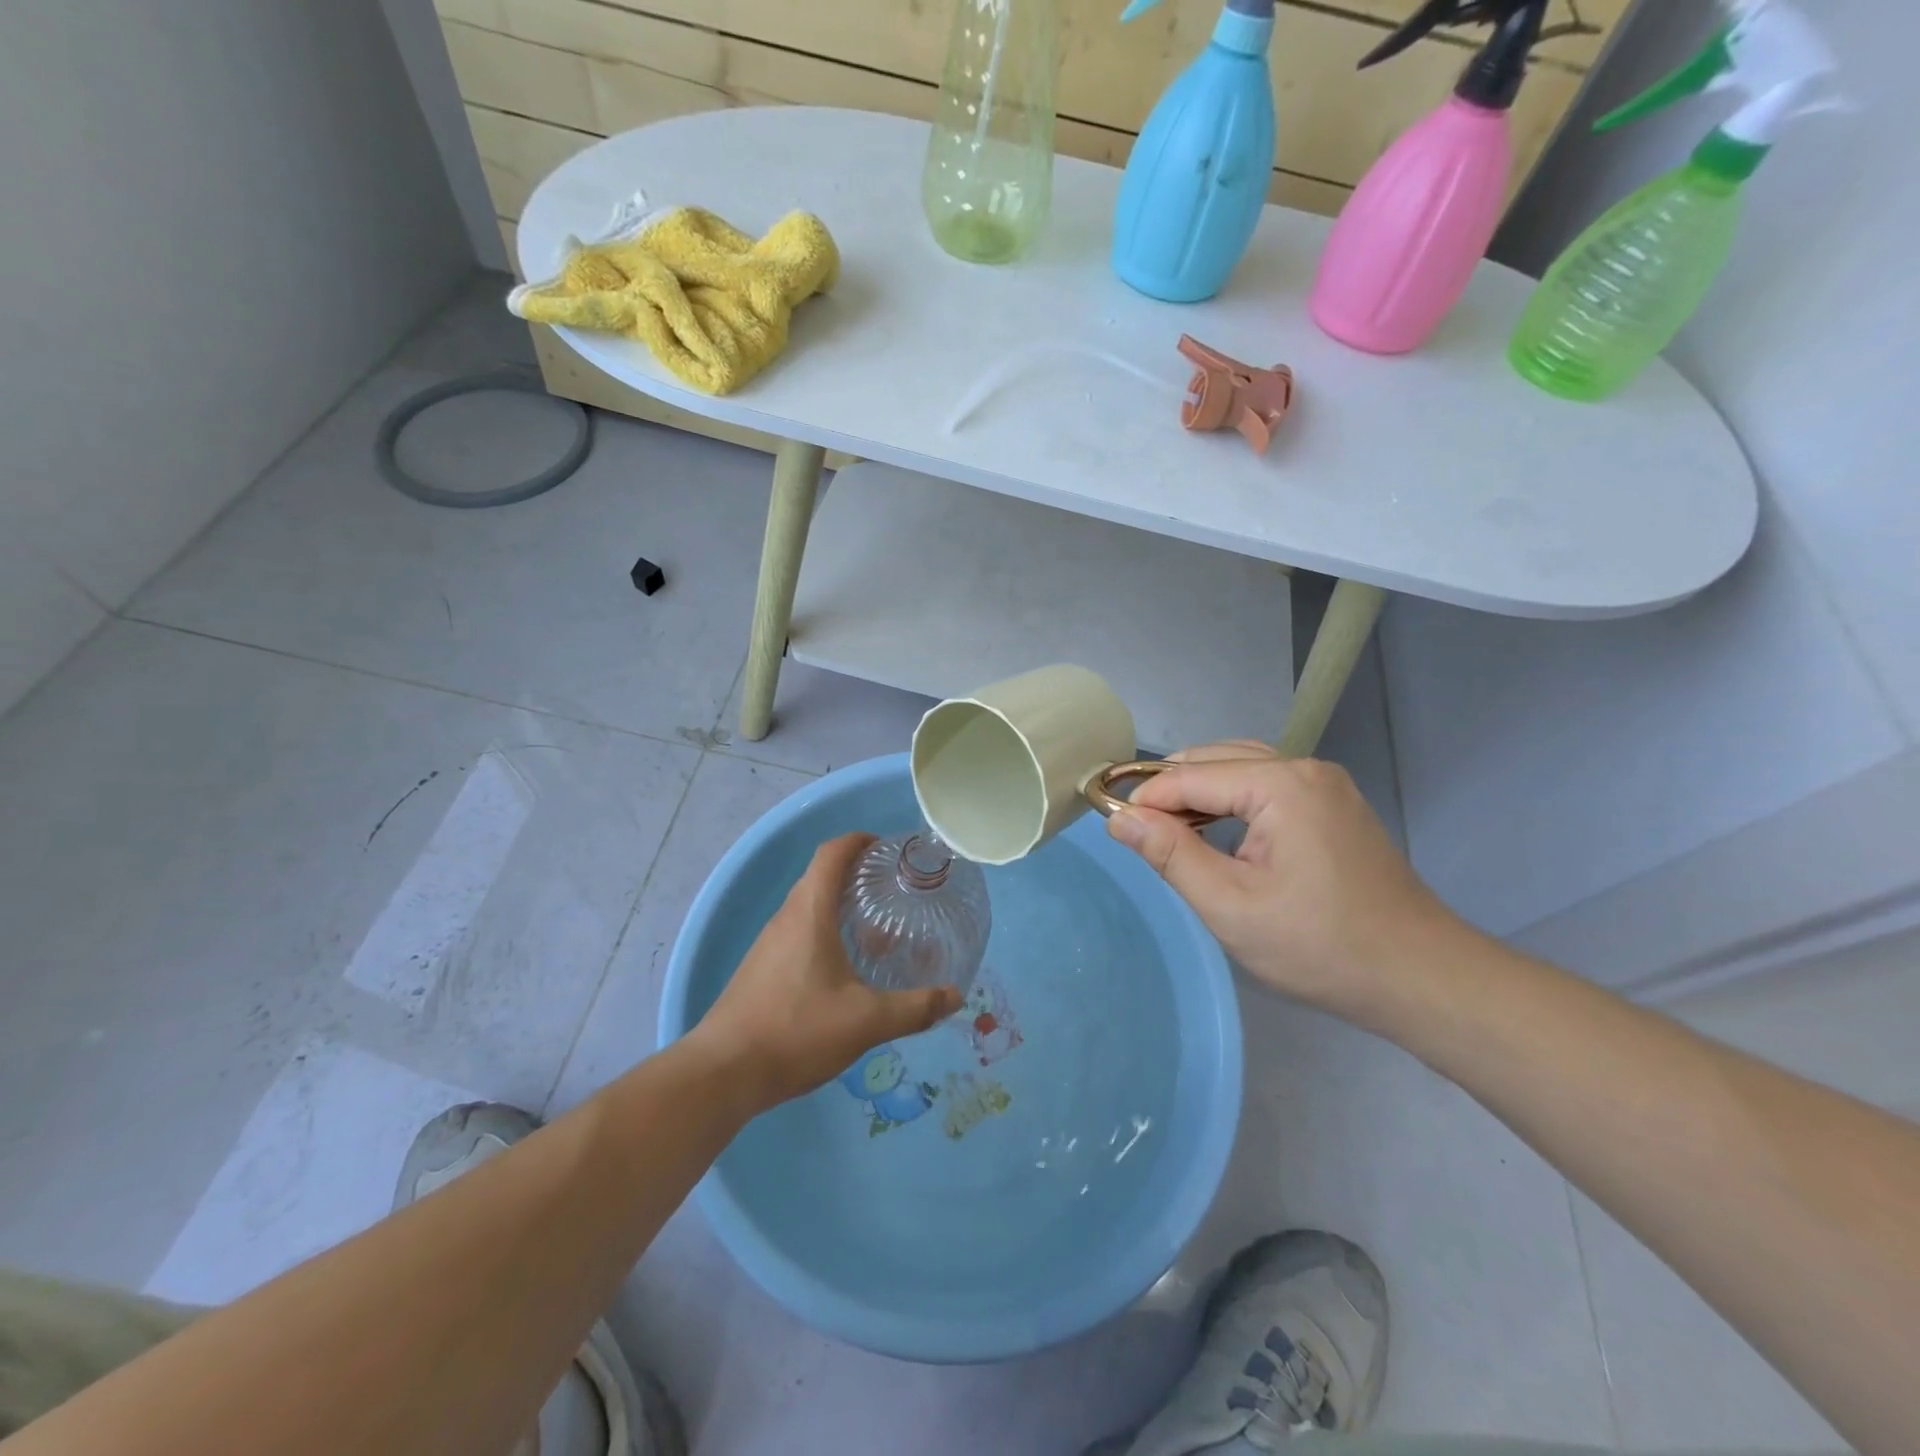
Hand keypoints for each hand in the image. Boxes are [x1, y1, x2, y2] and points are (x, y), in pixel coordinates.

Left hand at [690, 833, 961, 1111]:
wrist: (723, 1073)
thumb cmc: (797, 1030)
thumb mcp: (866, 1021)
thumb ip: (915, 1008)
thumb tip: (955, 996)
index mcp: (809, 912)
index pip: (831, 853)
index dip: (858, 841)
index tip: (886, 848)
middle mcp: (786, 918)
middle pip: (821, 877)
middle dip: (857, 875)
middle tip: (894, 891)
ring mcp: (769, 944)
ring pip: (809, 908)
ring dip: (841, 907)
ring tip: (878, 931)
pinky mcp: (761, 969)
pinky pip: (798, 934)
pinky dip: (826, 933)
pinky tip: (846, 969)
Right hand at [1107, 742, 1458, 1019]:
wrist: (1419, 977)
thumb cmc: (1319, 946)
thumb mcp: (1230, 905)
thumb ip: (1171, 854)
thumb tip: (1119, 818)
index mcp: (1282, 784)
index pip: (1191, 775)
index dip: (1146, 798)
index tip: (1111, 825)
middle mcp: (1305, 767)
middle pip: (1216, 761)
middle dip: (1170, 791)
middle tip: (1136, 832)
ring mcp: (1325, 784)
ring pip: (1240, 768)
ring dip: (1199, 794)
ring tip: (1168, 831)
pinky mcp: (1333, 805)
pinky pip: (1266, 785)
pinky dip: (1231, 801)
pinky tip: (1214, 831)